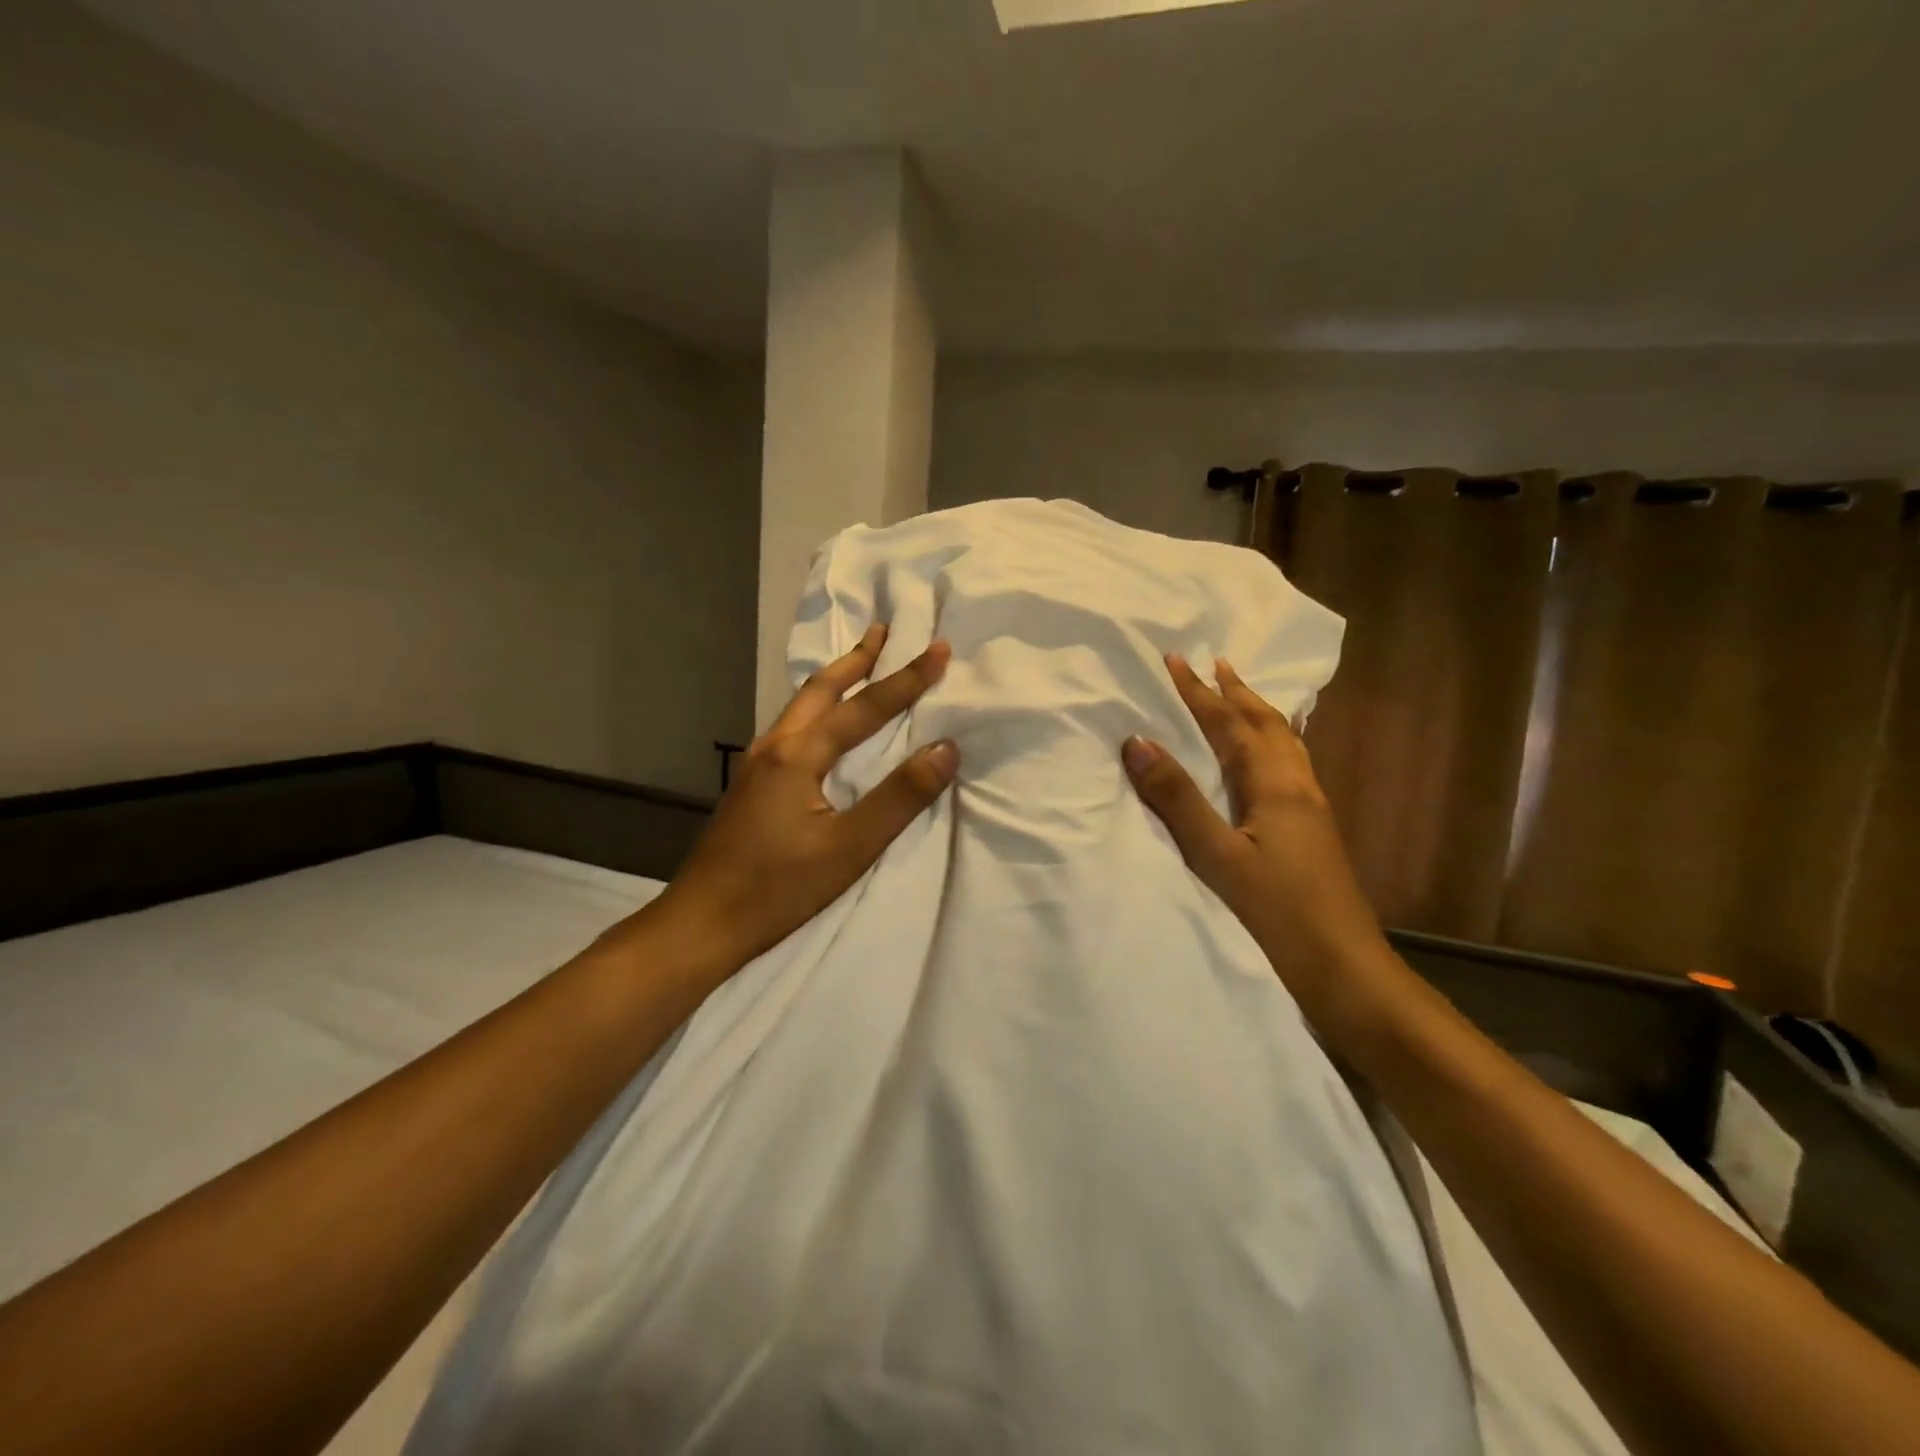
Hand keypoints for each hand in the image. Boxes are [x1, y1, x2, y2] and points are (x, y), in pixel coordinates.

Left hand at [651, 624, 957, 970]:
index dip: (906, 678)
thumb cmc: (778, 888)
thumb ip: (900, 797)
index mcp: (799, 755)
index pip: (864, 707)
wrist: (702, 923)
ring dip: (834, 680)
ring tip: (858, 663)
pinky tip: (819, 724)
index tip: (939, 648)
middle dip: (857, 658)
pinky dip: (815, 708)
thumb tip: (946, 748)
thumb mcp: (850, 847)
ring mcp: (756, 764)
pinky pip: (790, 727)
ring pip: (800, 706)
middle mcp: (774, 746)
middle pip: (820, 688)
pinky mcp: (750, 785)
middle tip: (885, 630)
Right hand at [1121, 653, 1391, 1033]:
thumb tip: (1138, 741)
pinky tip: (1273, 758)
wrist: (1344, 969)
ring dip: (1258, 714)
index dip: (1200, 692)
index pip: (1230, 725)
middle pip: (1266, 725)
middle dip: (1237, 692)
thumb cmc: (1277, 913)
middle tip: (1216, 663)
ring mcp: (1311, 809)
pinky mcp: (1313, 831)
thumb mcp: (1217, 856)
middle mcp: (1298, 787)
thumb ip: (1178, 799)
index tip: (1175, 659)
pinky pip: (1291, 766)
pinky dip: (1275, 743)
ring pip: (1284, 744)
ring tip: (1243, 696)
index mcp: (1274, 786)